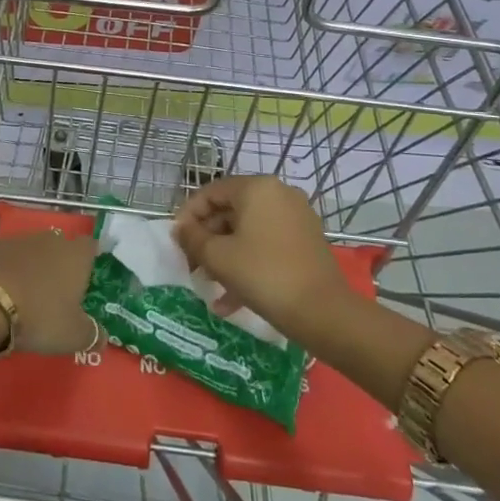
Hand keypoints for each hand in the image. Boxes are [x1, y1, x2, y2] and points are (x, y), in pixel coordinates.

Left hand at [0, 232, 99, 355]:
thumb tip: (102, 338)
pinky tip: (1, 294)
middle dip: (59, 267)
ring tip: (26, 298)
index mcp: (76, 255)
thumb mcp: (72, 336)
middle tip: (56, 295)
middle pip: (61, 248)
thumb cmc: (38, 315)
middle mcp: (50, 240)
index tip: (86, 281)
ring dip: (32, 269)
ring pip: (33, 252)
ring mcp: (19, 240)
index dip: (90, 261)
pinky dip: (7, 272)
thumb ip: (92, 335)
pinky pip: (7, 259)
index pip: (91, 246)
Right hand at [174, 176, 352, 339]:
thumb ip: (192, 238)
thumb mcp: (218, 256)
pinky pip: (267, 245)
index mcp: (256, 188)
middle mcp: (279, 194)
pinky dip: (248, 263)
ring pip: (248, 231)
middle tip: (192, 266)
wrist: (323, 312)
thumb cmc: (263, 274)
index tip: (177, 242)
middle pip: (230, 211)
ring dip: (224, 256)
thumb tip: (181, 229)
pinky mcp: (306, 241)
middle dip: (207, 240)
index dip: (188, 216)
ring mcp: (296, 217)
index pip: (210, 193)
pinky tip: (231, 300)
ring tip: (209, 286)